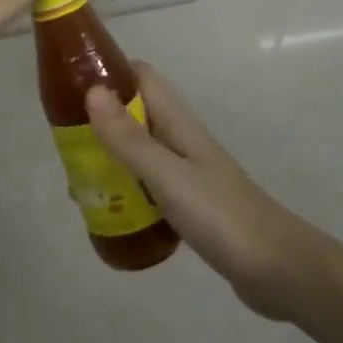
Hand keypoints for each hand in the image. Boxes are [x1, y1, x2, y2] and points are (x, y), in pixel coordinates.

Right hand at [86, 64, 322, 321]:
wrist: (278, 270)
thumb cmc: (221, 215)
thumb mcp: (167, 176)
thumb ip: (129, 138)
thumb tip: (91, 90)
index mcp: (177, 121)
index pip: (139, 76)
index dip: (107, 72)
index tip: (68, 85)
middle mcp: (179, 138)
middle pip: (133, 113)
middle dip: (98, 120)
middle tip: (64, 143)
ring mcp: (186, 171)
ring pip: (138, 149)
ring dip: (109, 156)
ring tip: (77, 179)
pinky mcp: (189, 203)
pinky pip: (147, 184)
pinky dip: (125, 188)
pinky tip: (109, 211)